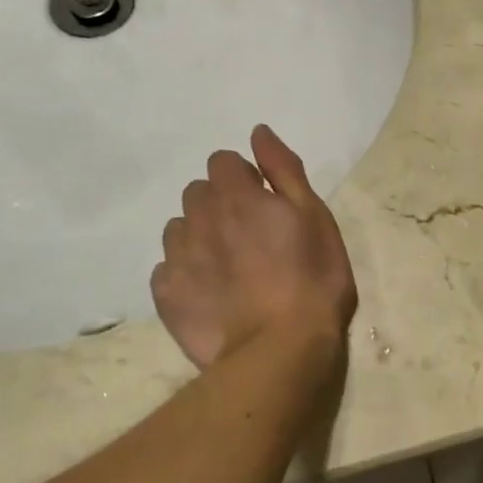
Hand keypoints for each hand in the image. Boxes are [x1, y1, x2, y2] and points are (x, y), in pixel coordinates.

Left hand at [151, 125, 357, 367]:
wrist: (280, 349)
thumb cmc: (312, 279)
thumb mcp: (315, 216)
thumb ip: (284, 169)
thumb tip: (258, 132)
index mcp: (237, 195)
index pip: (223, 162)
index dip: (244, 179)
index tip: (264, 204)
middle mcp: (199, 217)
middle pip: (198, 192)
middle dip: (219, 204)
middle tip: (250, 237)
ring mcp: (178, 257)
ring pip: (179, 228)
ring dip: (200, 236)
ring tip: (228, 268)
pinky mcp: (166, 293)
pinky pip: (167, 268)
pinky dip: (185, 273)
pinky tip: (210, 294)